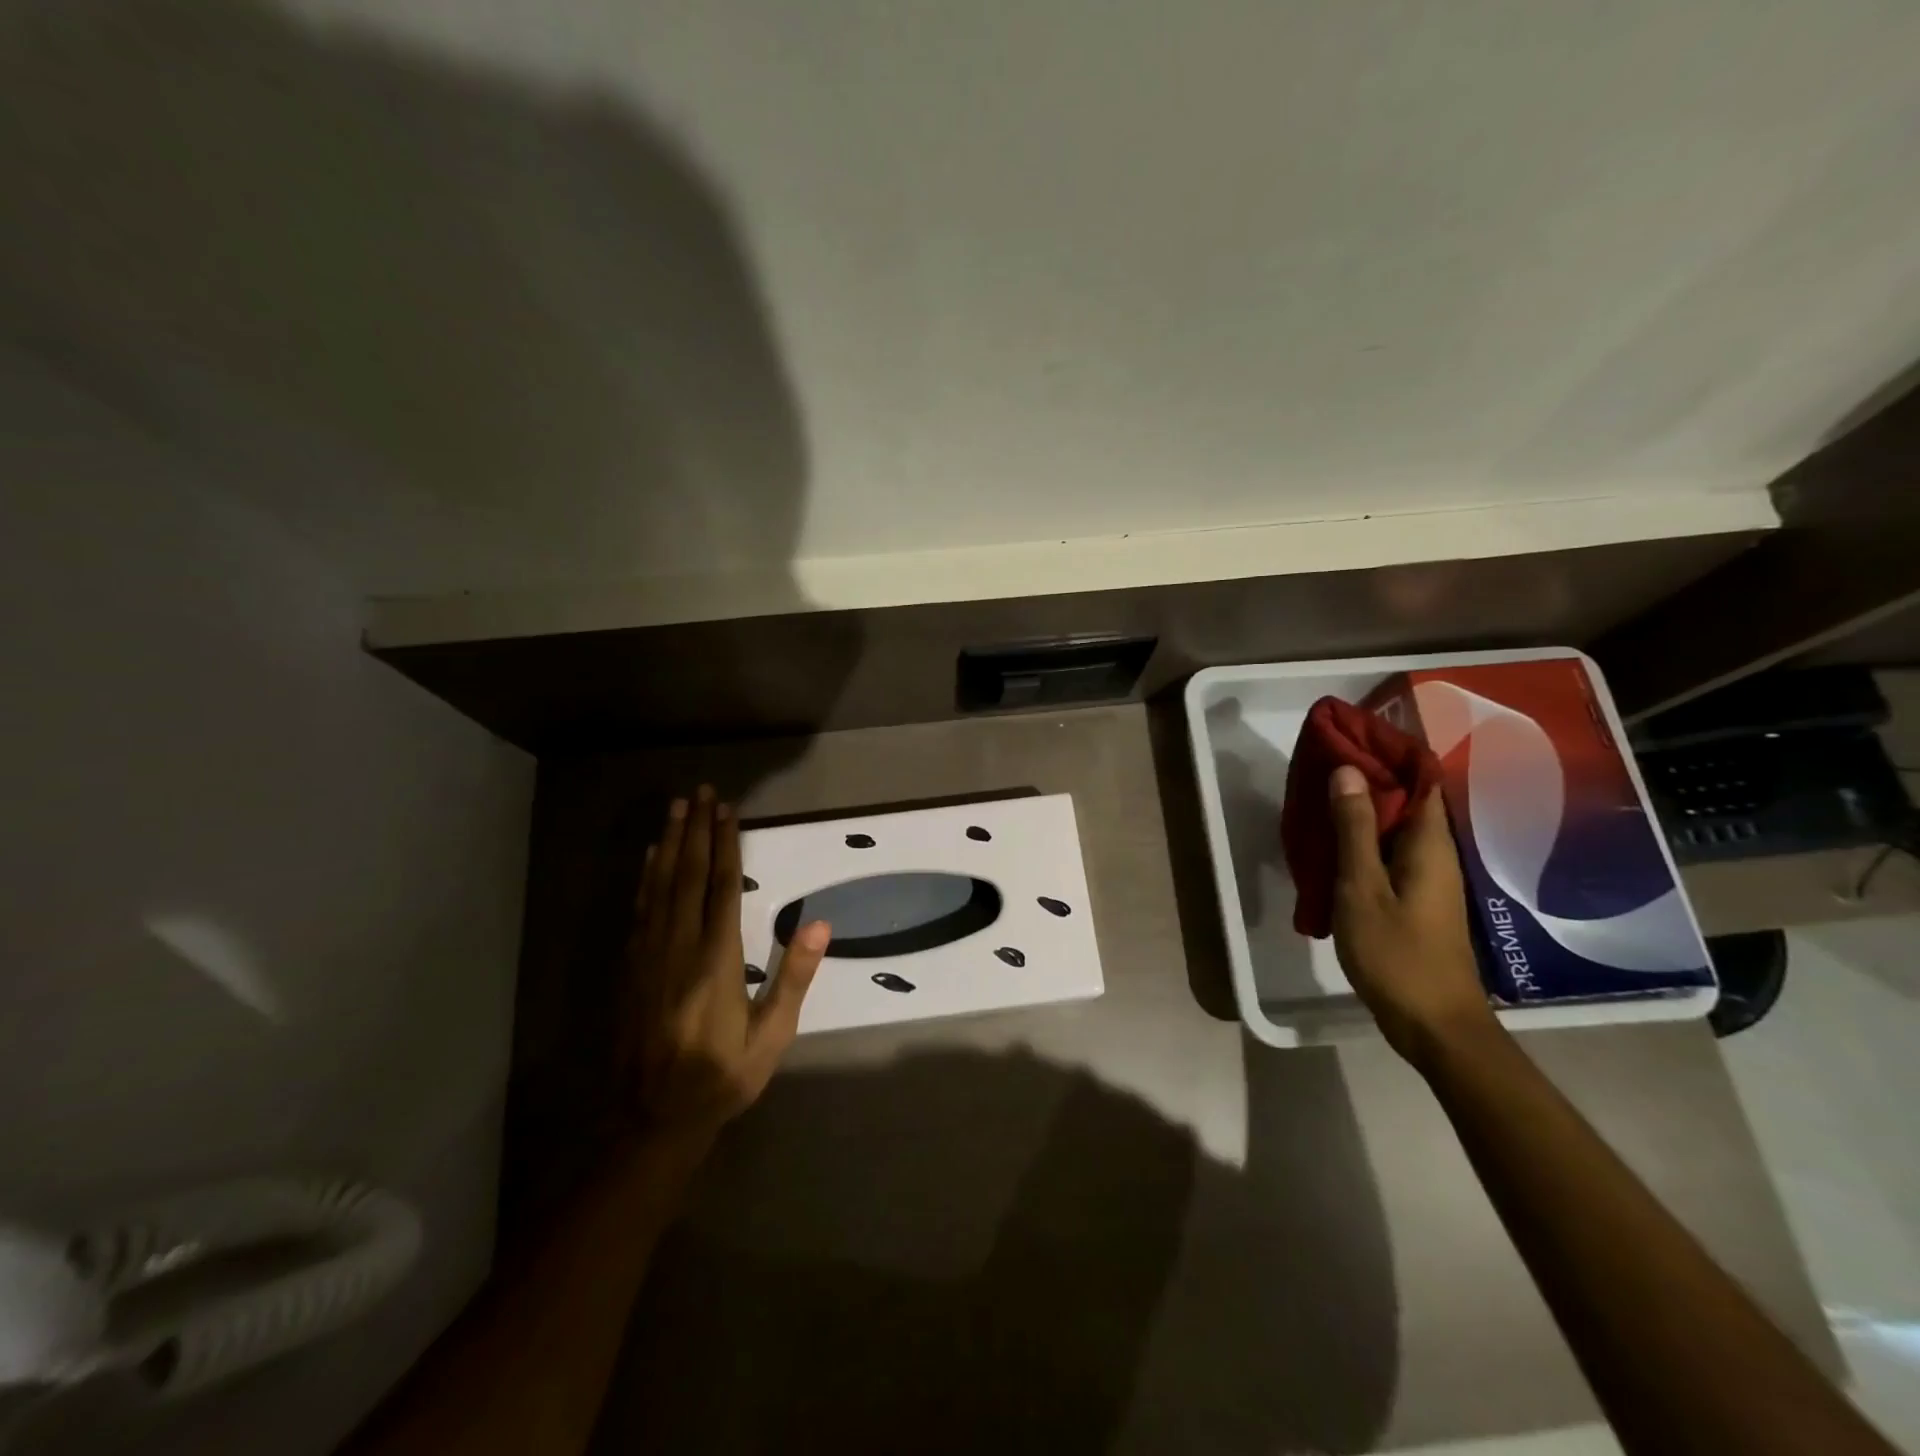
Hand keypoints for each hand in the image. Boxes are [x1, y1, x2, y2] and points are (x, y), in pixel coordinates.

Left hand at [623, 787, 830, 1146]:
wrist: (653, 1120)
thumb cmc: (722, 1077)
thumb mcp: (771, 1037)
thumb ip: (793, 979)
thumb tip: (820, 924)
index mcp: (716, 961)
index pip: (722, 889)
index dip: (725, 846)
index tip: (728, 811)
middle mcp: (679, 948)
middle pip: (687, 876)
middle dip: (695, 831)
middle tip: (699, 792)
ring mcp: (649, 956)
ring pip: (660, 887)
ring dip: (669, 843)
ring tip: (676, 808)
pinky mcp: (632, 968)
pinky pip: (640, 910)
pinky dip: (646, 878)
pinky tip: (650, 858)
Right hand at [1327, 765, 1498, 1067]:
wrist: (1435, 1024)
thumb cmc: (1397, 953)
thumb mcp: (1362, 887)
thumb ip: (1355, 829)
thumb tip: (1349, 771)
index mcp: (1429, 844)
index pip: (1419, 779)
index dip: (1390, 752)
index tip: (1351, 734)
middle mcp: (1435, 853)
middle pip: (1408, 799)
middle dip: (1370, 775)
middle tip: (1324, 761)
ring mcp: (1428, 878)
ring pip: (1397, 826)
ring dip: (1364, 807)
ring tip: (1321, 793)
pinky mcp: (1417, 898)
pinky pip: (1390, 851)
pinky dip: (1364, 837)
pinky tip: (1334, 843)